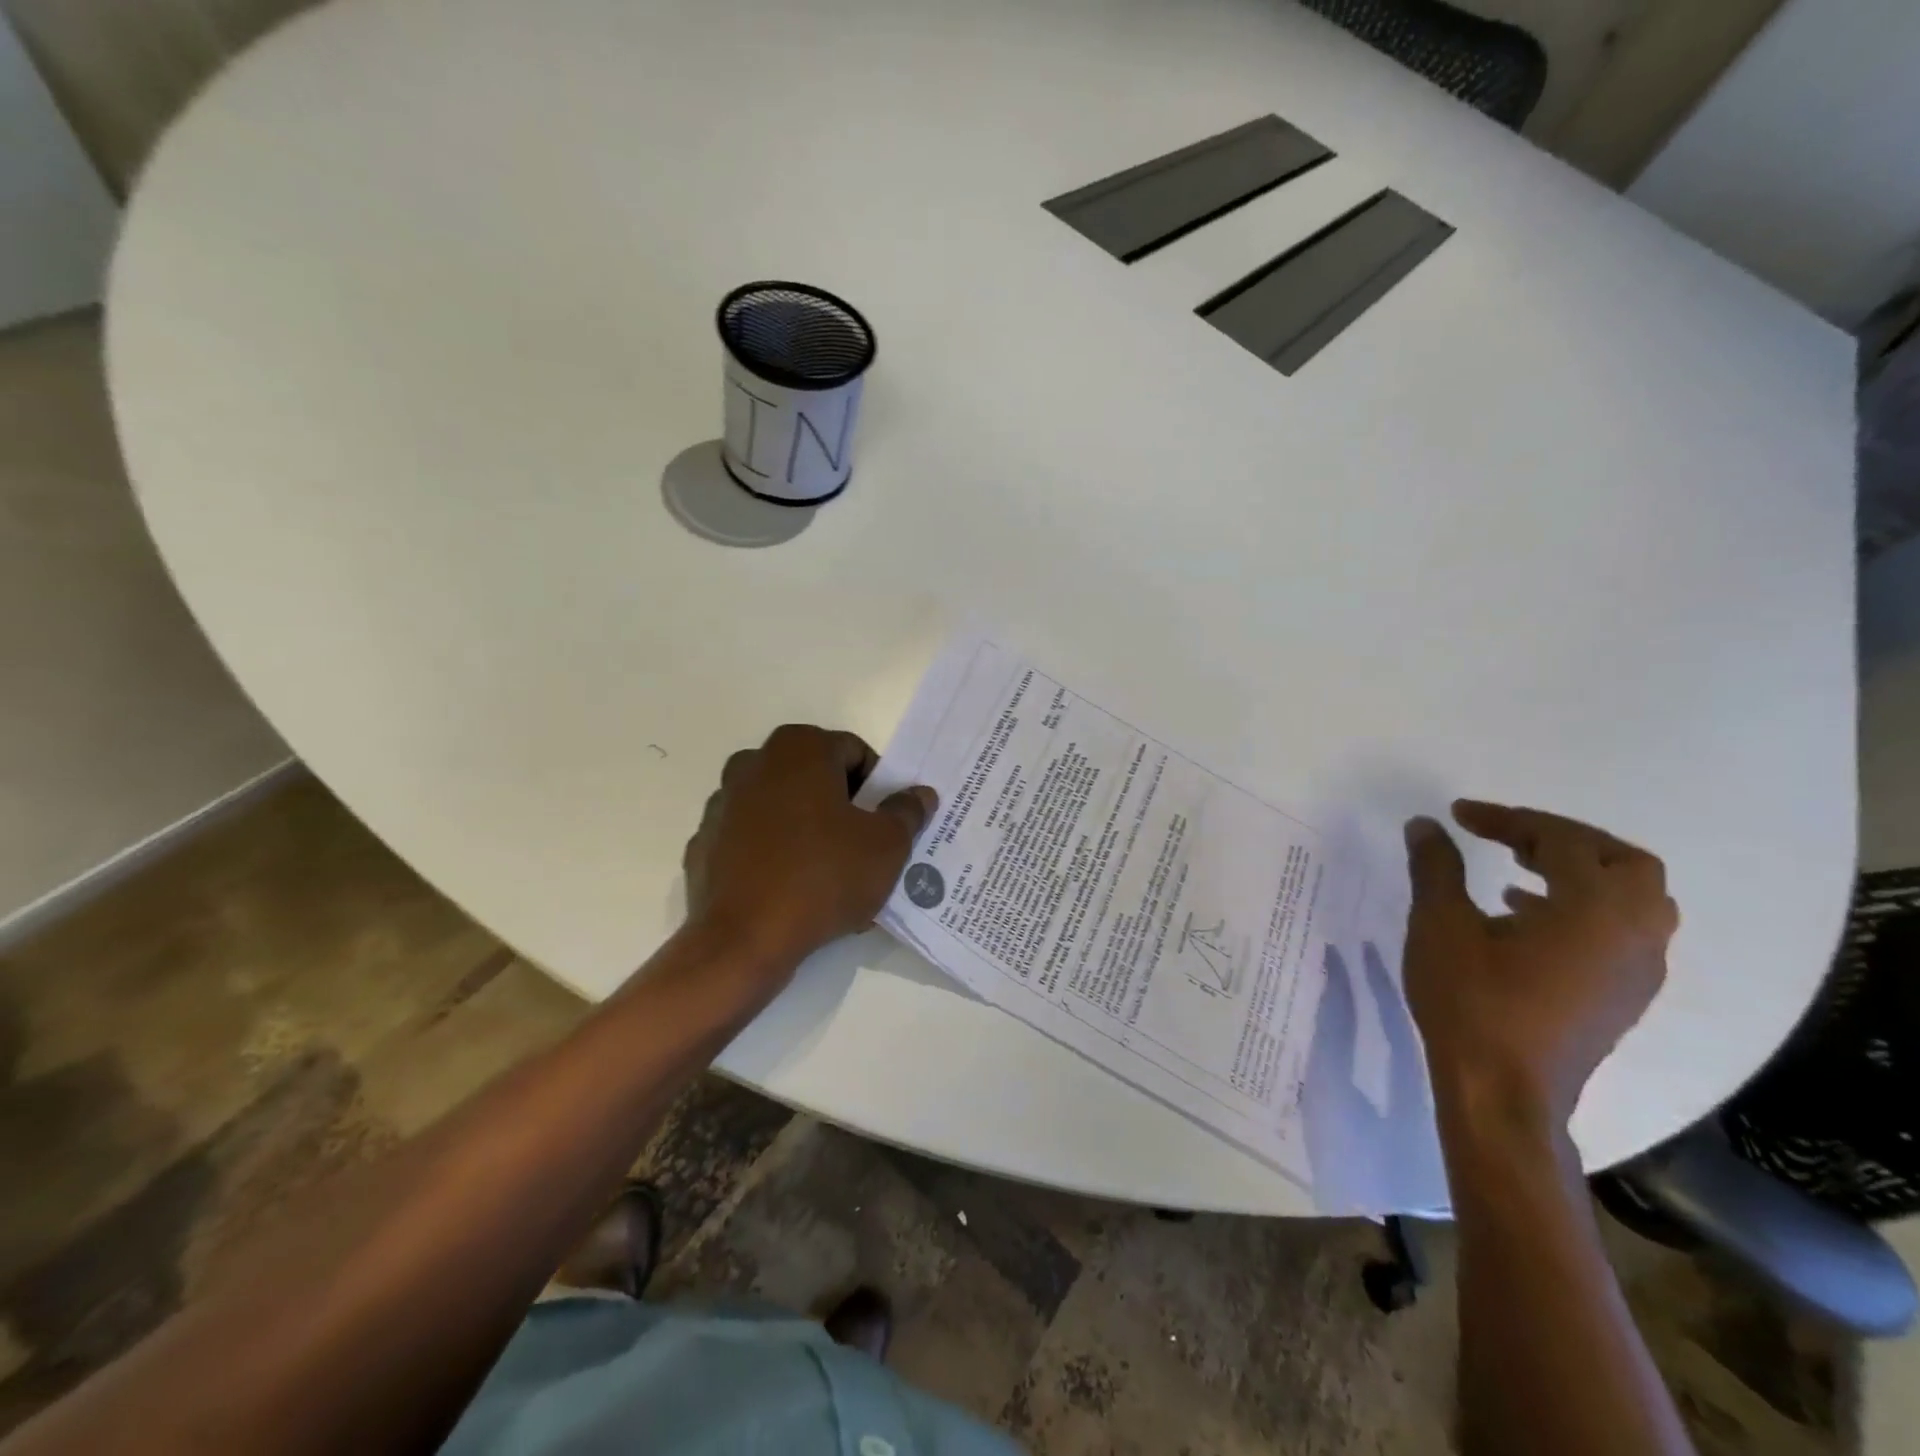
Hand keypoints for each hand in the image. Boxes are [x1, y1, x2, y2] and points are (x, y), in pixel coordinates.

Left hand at [683, 724, 936, 977]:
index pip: (854, 752)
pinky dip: (773, 854)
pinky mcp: (705, 843)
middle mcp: (753, 763)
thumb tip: (919, 794)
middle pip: (815, 777)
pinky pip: (752, 840)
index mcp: (799, 749)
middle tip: (864, 847)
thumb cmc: (824, 877)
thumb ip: (907, 811)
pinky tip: (791, 890)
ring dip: (807, 829)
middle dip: (842, 806)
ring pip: (782, 808)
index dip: (878, 787)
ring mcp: (722, 803)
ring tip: (830, 874)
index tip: (886, 823)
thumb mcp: (887, 846)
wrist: (744, 940)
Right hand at [1403, 802, 1678, 1133]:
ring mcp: (1638, 970)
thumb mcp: (1441, 925)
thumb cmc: (1472, 1001)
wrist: (1503, 1092)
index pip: (1560, 840)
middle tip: (1508, 836)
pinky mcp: (1625, 996)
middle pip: (1623, 861)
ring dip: (1580, 874)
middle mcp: (1635, 933)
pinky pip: (1624, 931)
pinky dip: (1584, 908)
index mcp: (1595, 909)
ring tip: (1518, 873)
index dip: (1507, 819)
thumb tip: (1427, 825)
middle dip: (1564, 839)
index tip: (1458, 814)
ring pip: (1634, 899)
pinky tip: (1526, 918)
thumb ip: (1437, 867)